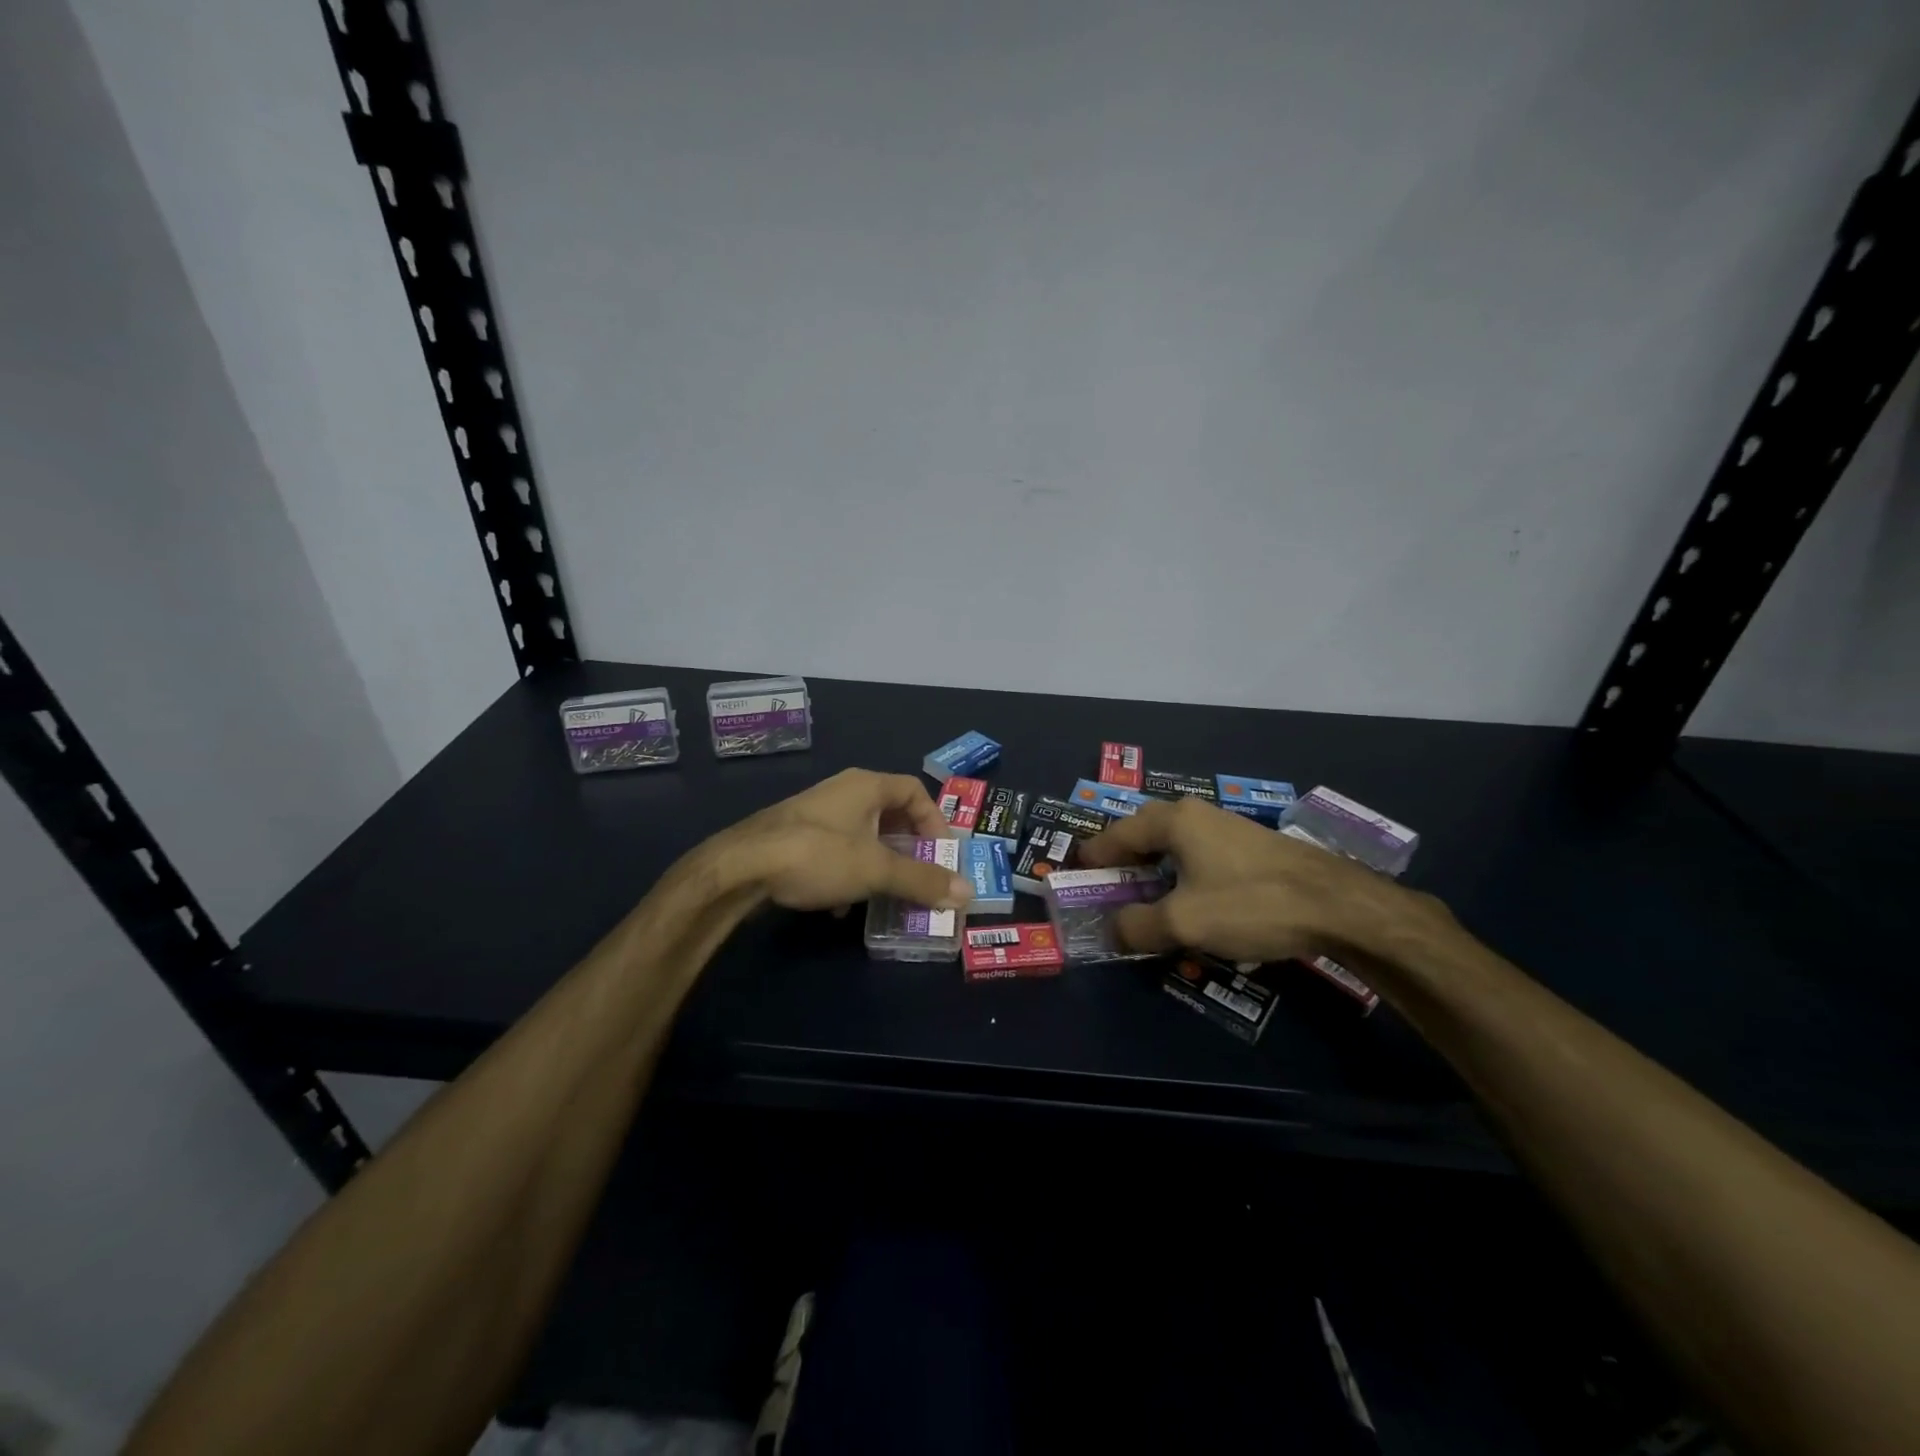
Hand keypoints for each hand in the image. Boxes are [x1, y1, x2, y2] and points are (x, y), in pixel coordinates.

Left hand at [716, 768, 972, 913]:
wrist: (740, 867)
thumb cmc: (817, 855)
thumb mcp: (876, 869)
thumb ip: (921, 880)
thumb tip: (967, 893)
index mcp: (866, 786)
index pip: (915, 791)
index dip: (935, 820)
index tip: (942, 853)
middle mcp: (843, 793)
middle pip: (890, 814)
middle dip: (908, 848)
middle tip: (920, 875)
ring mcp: (816, 814)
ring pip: (862, 836)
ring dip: (878, 864)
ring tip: (886, 894)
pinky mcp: (796, 837)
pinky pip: (836, 851)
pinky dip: (848, 874)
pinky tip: (841, 907)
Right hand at [1076, 798, 1420, 961]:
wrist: (1337, 904)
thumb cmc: (1250, 904)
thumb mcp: (1184, 923)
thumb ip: (1137, 926)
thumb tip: (1113, 928)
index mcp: (1172, 821)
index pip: (1115, 835)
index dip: (1093, 858)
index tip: (1075, 876)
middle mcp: (1195, 814)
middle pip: (1143, 835)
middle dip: (1122, 862)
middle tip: (1108, 889)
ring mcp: (1225, 827)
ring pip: (1173, 845)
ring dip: (1153, 871)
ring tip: (1144, 900)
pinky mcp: (1249, 846)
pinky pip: (1198, 855)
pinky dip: (1181, 874)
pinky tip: (1189, 901)